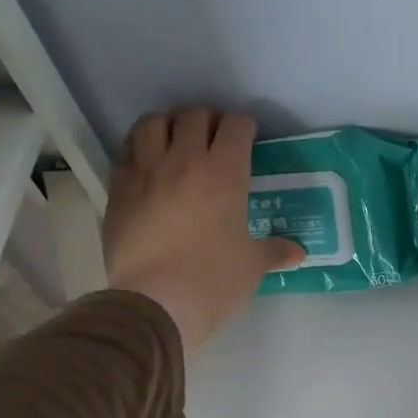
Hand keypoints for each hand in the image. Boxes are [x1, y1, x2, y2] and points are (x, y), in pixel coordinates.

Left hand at [102, 107, 303, 358]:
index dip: (243, 127)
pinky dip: (140, 149)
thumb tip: (298, 252)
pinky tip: (148, 167)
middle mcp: (184, 160)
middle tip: (213, 140)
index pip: (236, 125)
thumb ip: (274, 251)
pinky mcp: (118, 188)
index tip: (247, 138)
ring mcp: (146, 171)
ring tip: (175, 143)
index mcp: (224, 173)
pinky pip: (127, 151)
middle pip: (193, 115)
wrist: (157, 302)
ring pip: (153, 123)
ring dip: (168, 126)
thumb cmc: (214, 280)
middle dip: (207, 120)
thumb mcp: (252, 265)